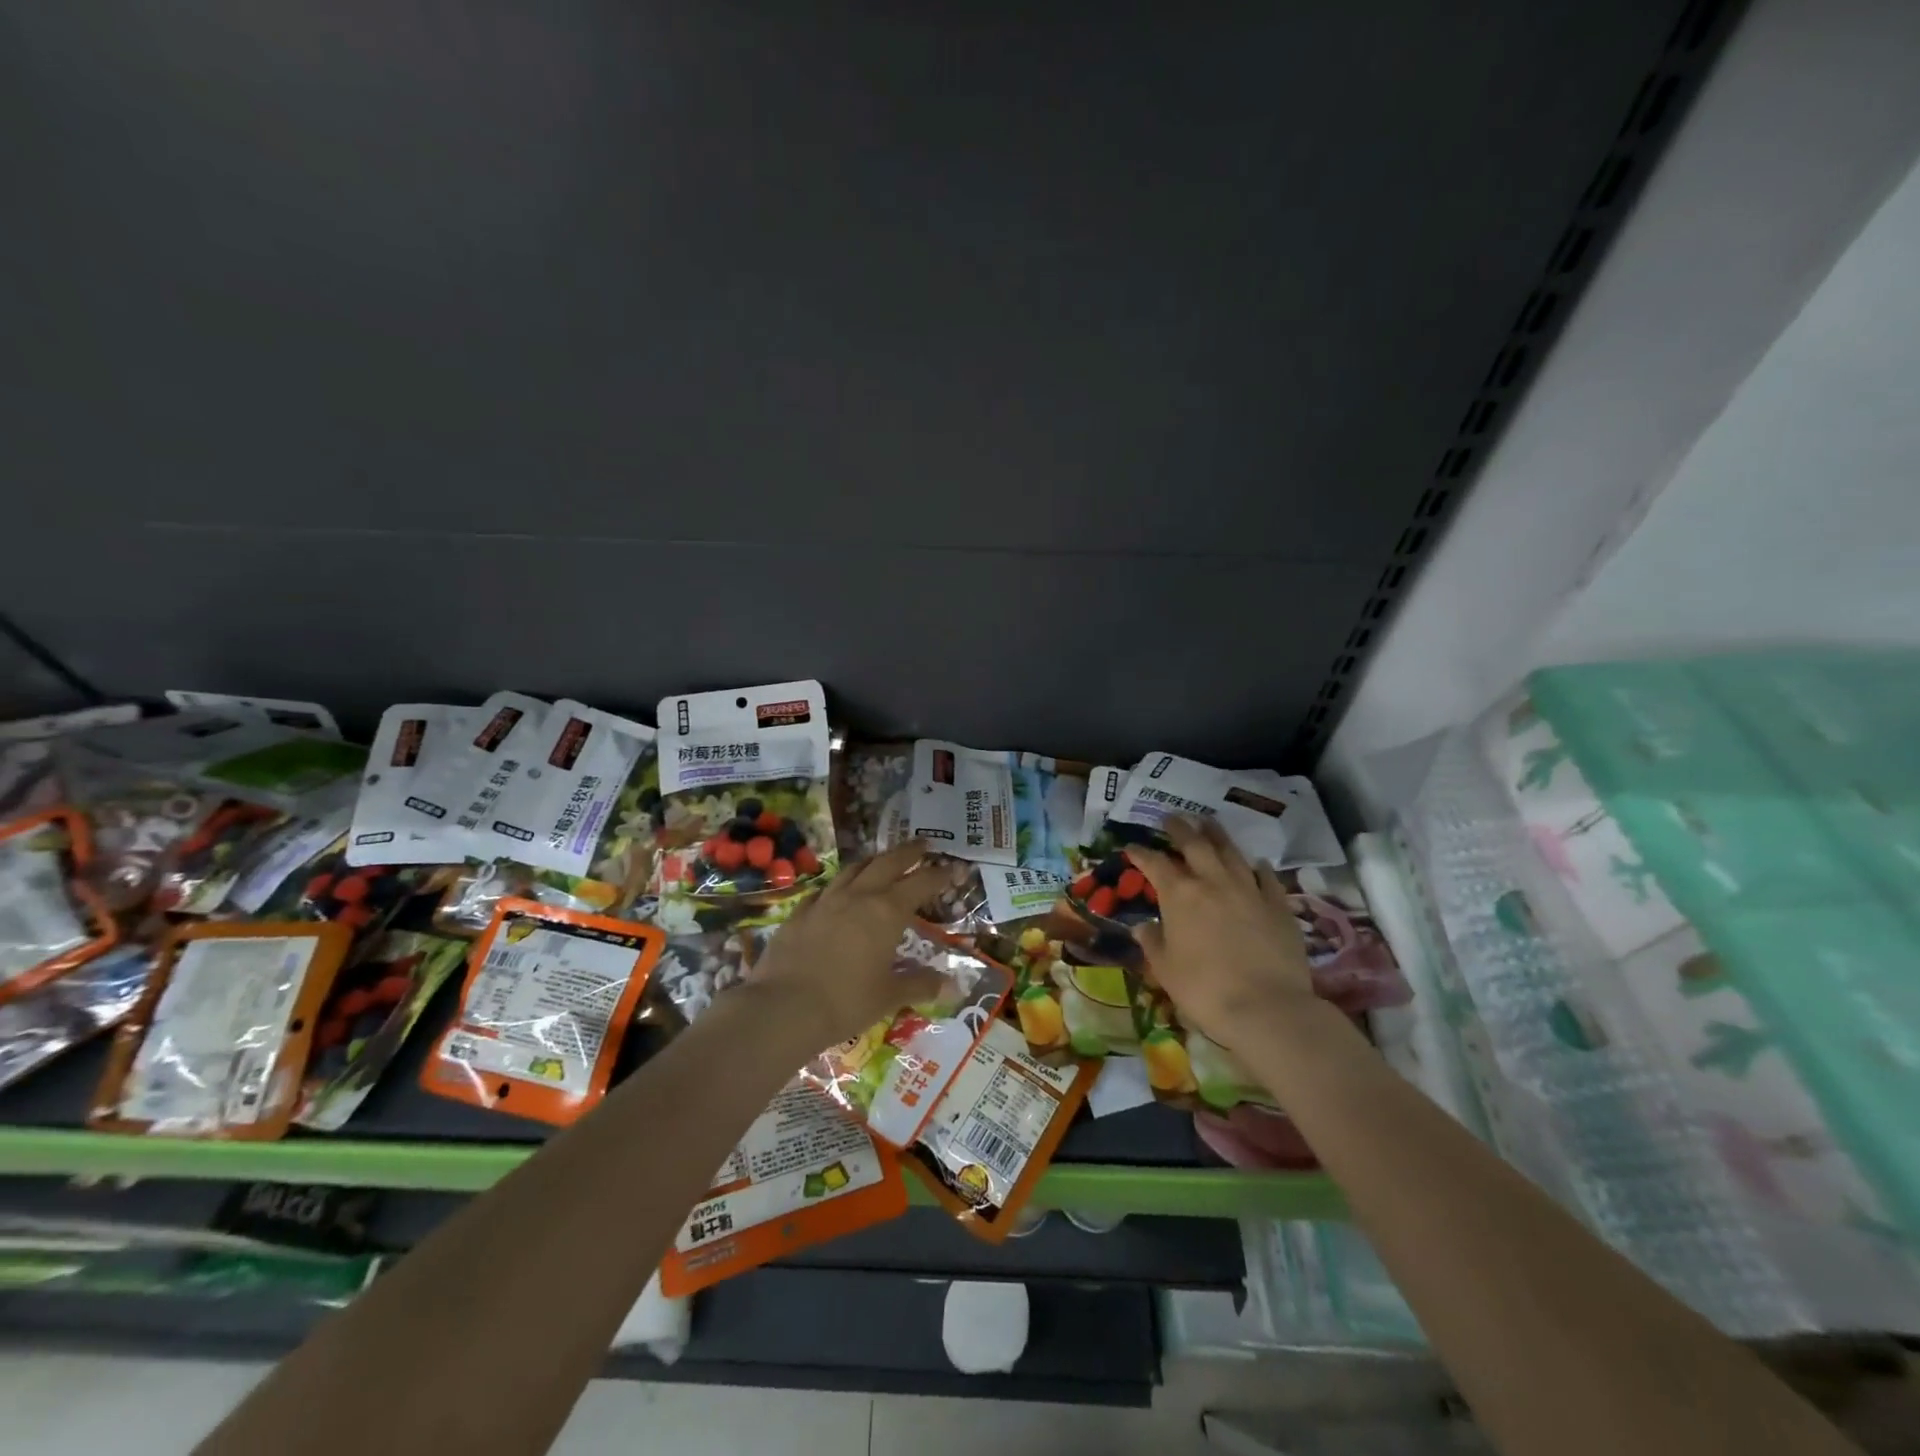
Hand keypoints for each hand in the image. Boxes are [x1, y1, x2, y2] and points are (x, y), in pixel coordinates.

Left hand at [746, 842, 958, 1050]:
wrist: (784, 1007)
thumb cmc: (846, 1002)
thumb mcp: (889, 996)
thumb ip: (921, 985)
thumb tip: (953, 986)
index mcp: (887, 912)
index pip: (920, 884)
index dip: (939, 875)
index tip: (953, 869)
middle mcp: (858, 896)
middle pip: (887, 863)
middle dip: (908, 852)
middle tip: (922, 844)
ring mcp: (825, 901)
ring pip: (854, 869)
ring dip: (872, 861)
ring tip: (881, 859)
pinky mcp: (799, 912)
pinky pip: (824, 889)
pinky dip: (838, 885)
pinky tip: (836, 891)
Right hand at [1123, 816, 1315, 1051]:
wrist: (1267, 1007)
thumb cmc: (1204, 989)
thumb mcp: (1165, 969)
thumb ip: (1152, 942)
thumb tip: (1143, 926)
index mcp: (1179, 894)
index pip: (1154, 863)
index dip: (1140, 853)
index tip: (1131, 847)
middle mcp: (1213, 881)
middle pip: (1195, 844)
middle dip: (1180, 829)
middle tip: (1171, 818)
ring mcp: (1249, 889)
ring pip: (1231, 852)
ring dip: (1217, 835)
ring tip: (1208, 823)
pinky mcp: (1278, 905)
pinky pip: (1266, 877)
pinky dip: (1257, 867)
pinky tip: (1256, 862)